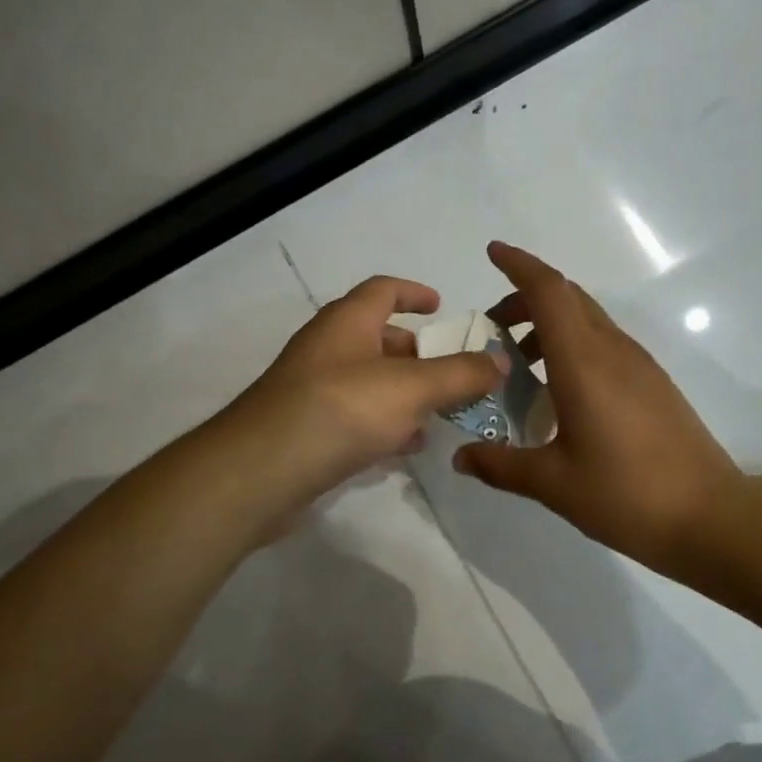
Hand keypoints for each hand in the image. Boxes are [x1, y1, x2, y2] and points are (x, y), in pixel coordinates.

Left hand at [228, 275, 506, 518]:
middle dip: (418, 353)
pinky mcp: (308, 430)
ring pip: (369, 382)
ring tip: (441, 413)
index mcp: (347, 323)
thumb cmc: (340, 410)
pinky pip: (356, 417)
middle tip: (453, 373)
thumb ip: (459, 374)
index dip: (414, 292)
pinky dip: (385, 424)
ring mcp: (313, 391)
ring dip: (405, 393)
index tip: (442, 306)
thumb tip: (499, 361)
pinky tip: (406, 447)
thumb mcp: (411, 388)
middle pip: (378, 338)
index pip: (382, 290)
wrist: (262, 471)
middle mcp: (327, 349)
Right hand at [452, 242, 742, 574]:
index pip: (549, 291)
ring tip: (520, 364)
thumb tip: (461, 457)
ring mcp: (639, 365)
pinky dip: (573, 346)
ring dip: (550, 324)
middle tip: (492, 328)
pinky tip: (560, 392)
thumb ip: (501, 464)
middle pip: (568, 298)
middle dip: (526, 298)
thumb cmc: (627, 495)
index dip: (519, 265)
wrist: (711, 517)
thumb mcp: (553, 484)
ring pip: (589, 320)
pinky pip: (605, 344)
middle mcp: (613, 350)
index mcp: (584, 362)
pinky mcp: (654, 384)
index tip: (492, 253)